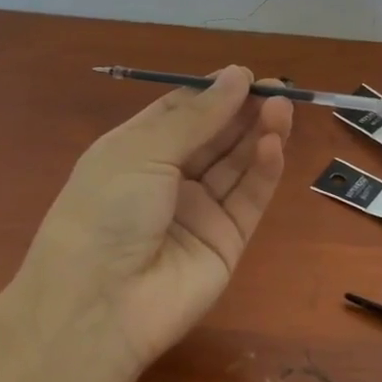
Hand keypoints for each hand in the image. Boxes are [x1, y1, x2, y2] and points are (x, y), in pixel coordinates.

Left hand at [16, 66, 292, 379]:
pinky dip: (264, 171)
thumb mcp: (143, 150)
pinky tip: (274, 144)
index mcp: (136, 152)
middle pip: (215, 137)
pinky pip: (248, 199)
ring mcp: (198, 212)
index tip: (244, 75)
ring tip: (283, 108)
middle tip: (277, 88)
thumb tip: (236, 76)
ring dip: (259, 134)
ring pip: (237, 165)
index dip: (213, 93)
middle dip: (243, 111)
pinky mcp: (226, 242)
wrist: (98, 306)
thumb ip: (197, 116)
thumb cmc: (106, 210)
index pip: (181, 113)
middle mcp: (167, 179)